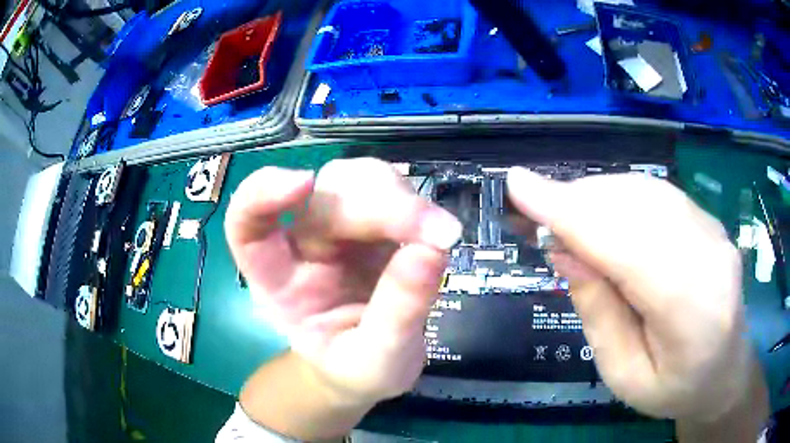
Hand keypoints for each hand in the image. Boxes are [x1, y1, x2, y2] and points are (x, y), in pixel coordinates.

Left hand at [225, 158, 460, 405]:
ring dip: (400, 197)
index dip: (261, 194)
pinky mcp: (376, 226)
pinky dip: (417, 205)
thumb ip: (397, 315)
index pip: (247, 224)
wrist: (372, 369)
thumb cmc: (356, 370)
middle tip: (434, 233)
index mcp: (278, 280)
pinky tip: (438, 233)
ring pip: (359, 180)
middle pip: (325, 193)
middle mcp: (304, 245)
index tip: (303, 183)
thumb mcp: (375, 362)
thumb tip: (431, 250)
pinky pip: (392, 193)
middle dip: (378, 203)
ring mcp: (341, 231)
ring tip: (440, 234)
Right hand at [507, 168, 765, 426]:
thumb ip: (599, 314)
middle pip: (636, 209)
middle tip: (537, 212)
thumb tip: (566, 252)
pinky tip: (602, 213)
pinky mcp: (709, 221)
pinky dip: (620, 195)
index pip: (628, 248)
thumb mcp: (624, 375)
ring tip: (566, 215)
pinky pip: (659, 194)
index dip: (571, 214)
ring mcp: (714, 231)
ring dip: (596, 195)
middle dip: (577, 202)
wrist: (725, 369)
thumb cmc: (674, 387)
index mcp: (692, 313)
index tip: (518, 186)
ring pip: (646, 192)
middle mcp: (710, 257)